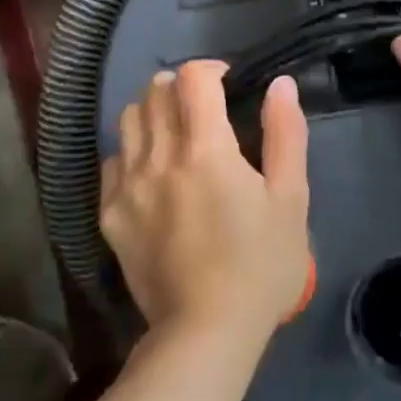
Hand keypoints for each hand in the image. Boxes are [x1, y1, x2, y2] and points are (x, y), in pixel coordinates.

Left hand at [99, 61, 313, 342]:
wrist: (206, 331)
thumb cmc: (260, 264)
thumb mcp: (290, 199)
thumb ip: (285, 134)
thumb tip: (280, 84)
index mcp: (205, 149)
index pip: (192, 78)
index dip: (211, 69)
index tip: (228, 84)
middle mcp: (158, 157)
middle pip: (155, 91)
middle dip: (181, 87)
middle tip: (205, 109)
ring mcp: (127, 185)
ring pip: (129, 120)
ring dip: (153, 112)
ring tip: (176, 134)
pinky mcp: (111, 214)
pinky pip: (112, 160)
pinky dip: (132, 152)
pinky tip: (152, 173)